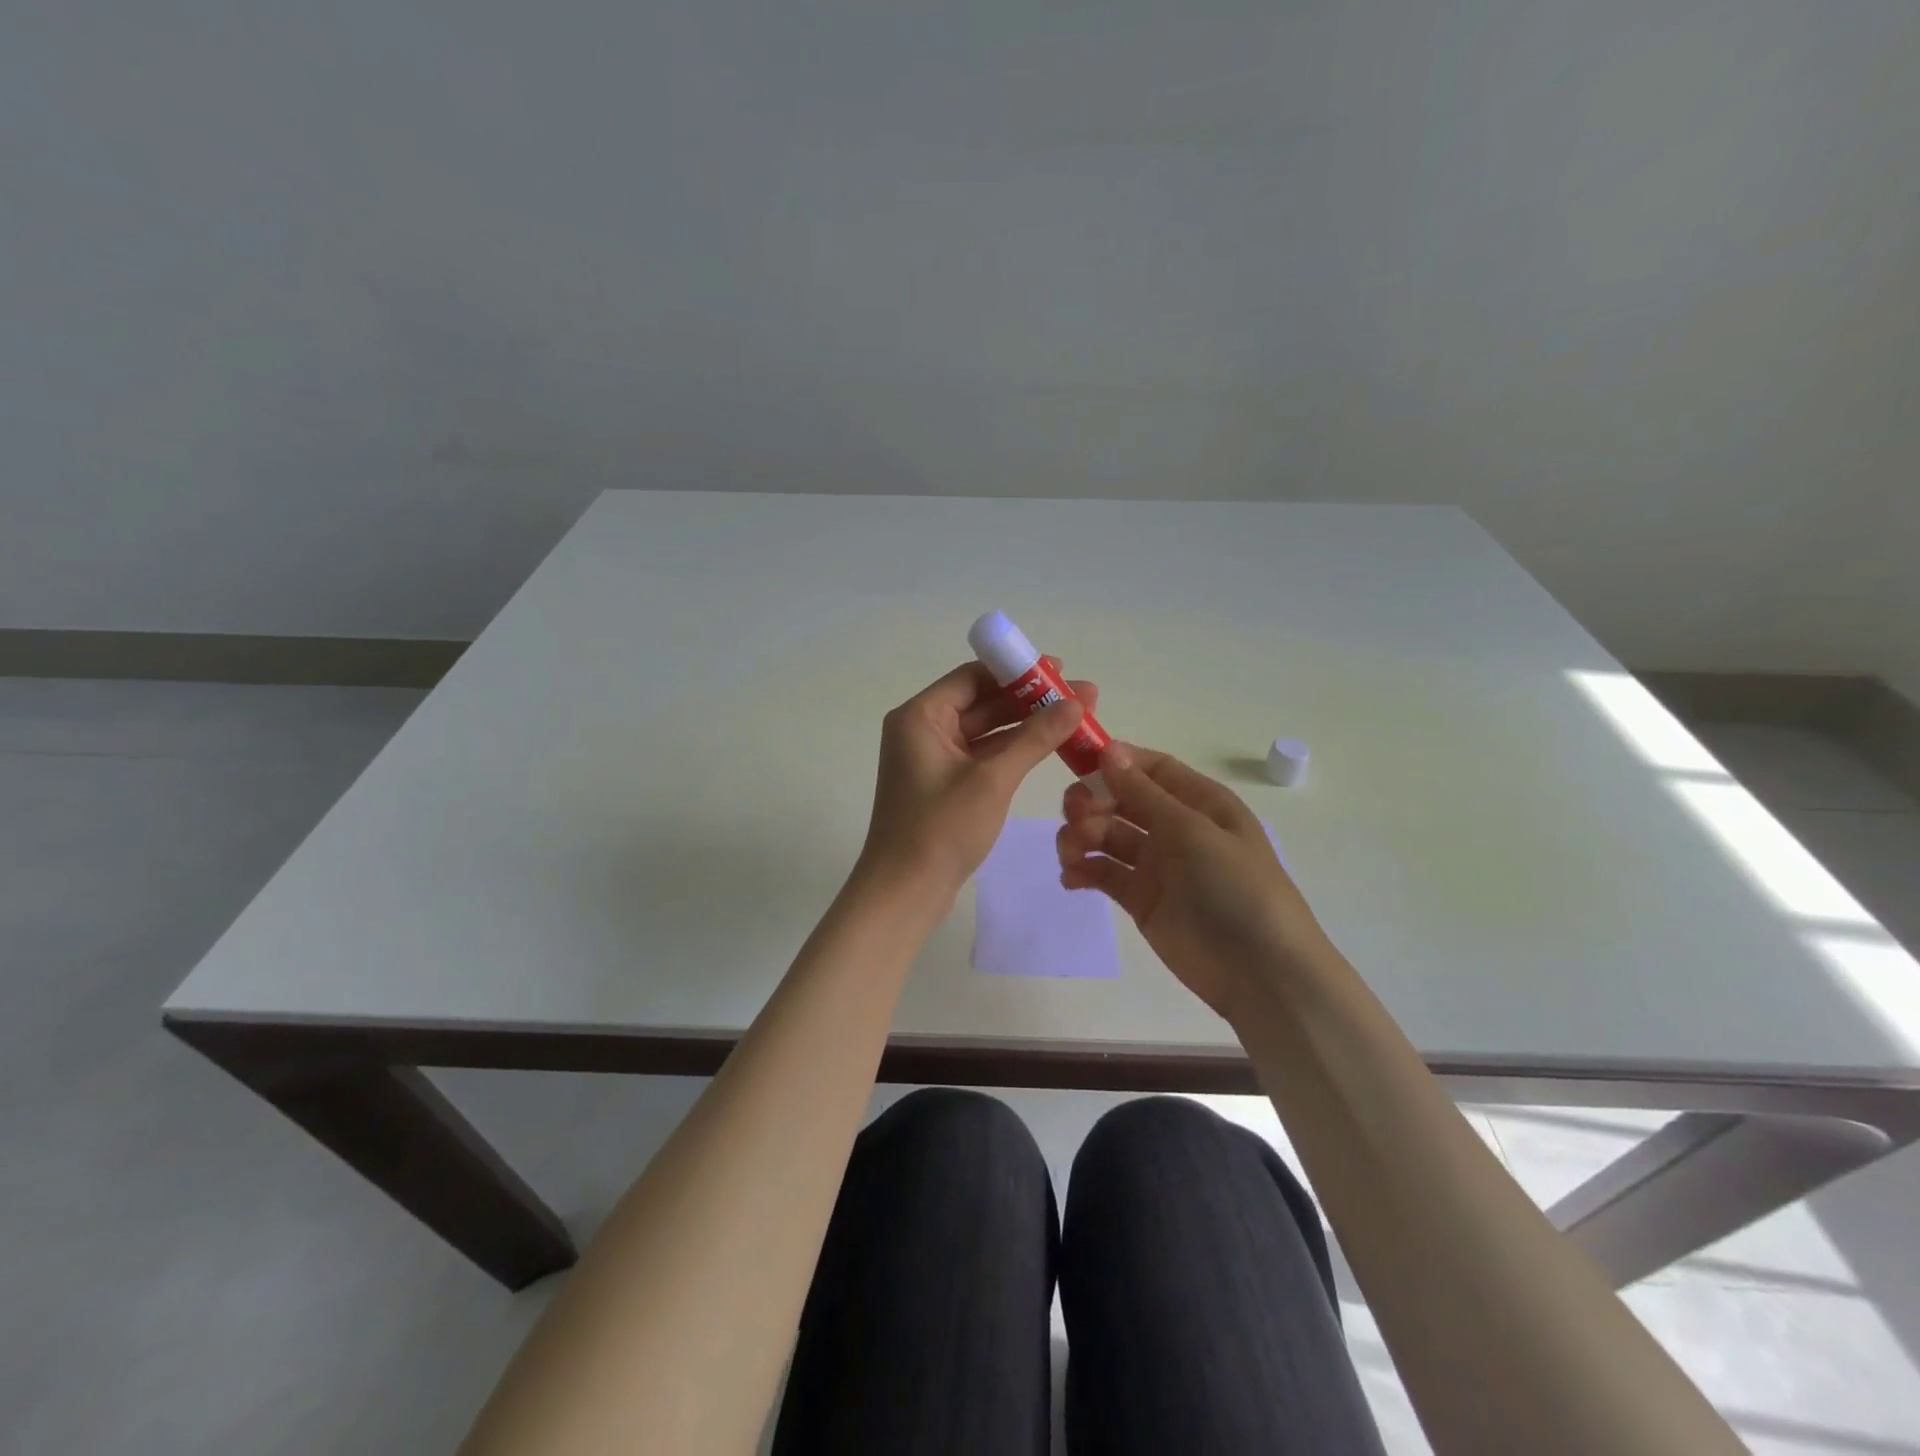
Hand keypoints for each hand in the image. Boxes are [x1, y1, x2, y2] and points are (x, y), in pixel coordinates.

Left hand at [859, 659, 1097, 900]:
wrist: (904, 892)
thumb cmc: (941, 829)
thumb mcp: (992, 779)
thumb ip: (1035, 738)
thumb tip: (1076, 702)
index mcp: (920, 716)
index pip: (973, 677)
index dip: (1017, 671)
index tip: (1060, 670)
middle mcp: (922, 729)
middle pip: (982, 701)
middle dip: (1030, 700)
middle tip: (1082, 696)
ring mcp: (933, 758)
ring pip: (986, 730)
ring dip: (1027, 725)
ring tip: (1076, 718)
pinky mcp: (944, 783)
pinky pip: (983, 755)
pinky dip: (1013, 751)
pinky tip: (1050, 746)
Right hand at [1057, 743, 1329, 1020]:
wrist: (1259, 972)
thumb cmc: (1236, 888)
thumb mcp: (1193, 832)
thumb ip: (1145, 794)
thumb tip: (1109, 750)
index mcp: (1200, 803)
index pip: (1152, 768)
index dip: (1116, 762)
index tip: (1079, 765)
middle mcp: (1176, 827)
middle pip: (1122, 799)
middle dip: (1092, 801)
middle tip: (1073, 816)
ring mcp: (1157, 864)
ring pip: (1107, 835)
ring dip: (1082, 836)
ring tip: (1071, 853)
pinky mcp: (1141, 899)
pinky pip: (1104, 873)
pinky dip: (1083, 870)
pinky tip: (1071, 878)